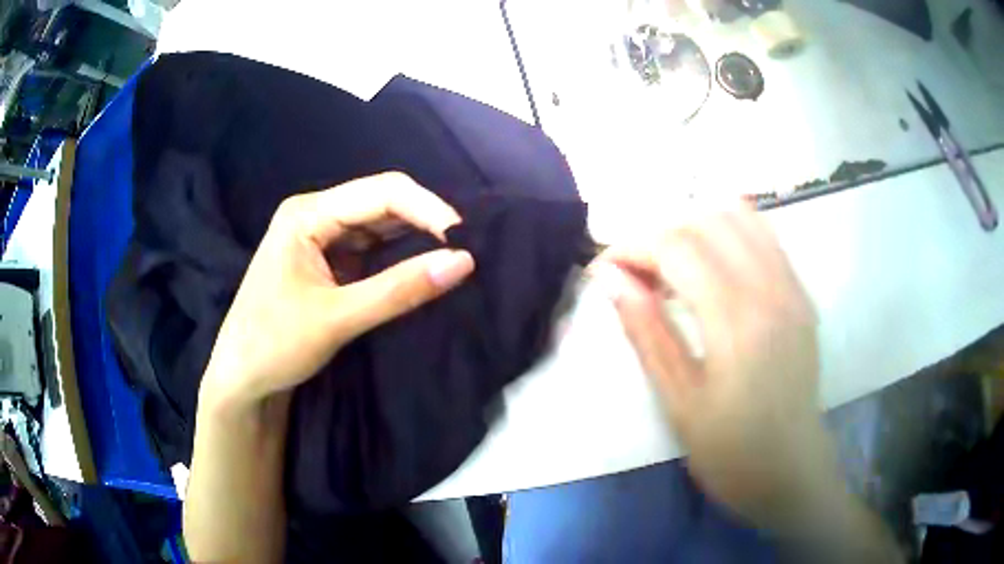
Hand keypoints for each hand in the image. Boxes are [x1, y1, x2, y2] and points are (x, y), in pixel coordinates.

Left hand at [199, 172, 474, 409]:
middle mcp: (315, 215)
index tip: (464, 239)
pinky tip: (422, 265)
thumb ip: (399, 290)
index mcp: (307, 214)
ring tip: (453, 254)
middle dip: (425, 220)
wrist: (242, 378)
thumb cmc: (274, 344)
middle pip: (381, 202)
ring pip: (379, 224)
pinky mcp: (327, 260)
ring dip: (415, 236)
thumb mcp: (337, 319)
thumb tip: (464, 262)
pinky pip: (371, 247)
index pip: (381, 193)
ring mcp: (320, 237)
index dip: (428, 209)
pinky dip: (399, 256)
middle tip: (465, 248)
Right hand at [589, 203, 834, 529]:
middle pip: (705, 221)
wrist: (791, 469)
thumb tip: (610, 278)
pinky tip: (711, 264)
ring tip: (672, 267)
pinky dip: (728, 232)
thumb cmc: (731, 451)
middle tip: (637, 275)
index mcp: (737, 321)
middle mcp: (771, 289)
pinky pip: (764, 235)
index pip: (677, 247)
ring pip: (738, 217)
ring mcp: (792, 287)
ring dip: (694, 228)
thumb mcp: (679, 402)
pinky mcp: (801, 293)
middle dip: (660, 235)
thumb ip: (647, 331)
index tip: (605, 269)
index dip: (632, 247)